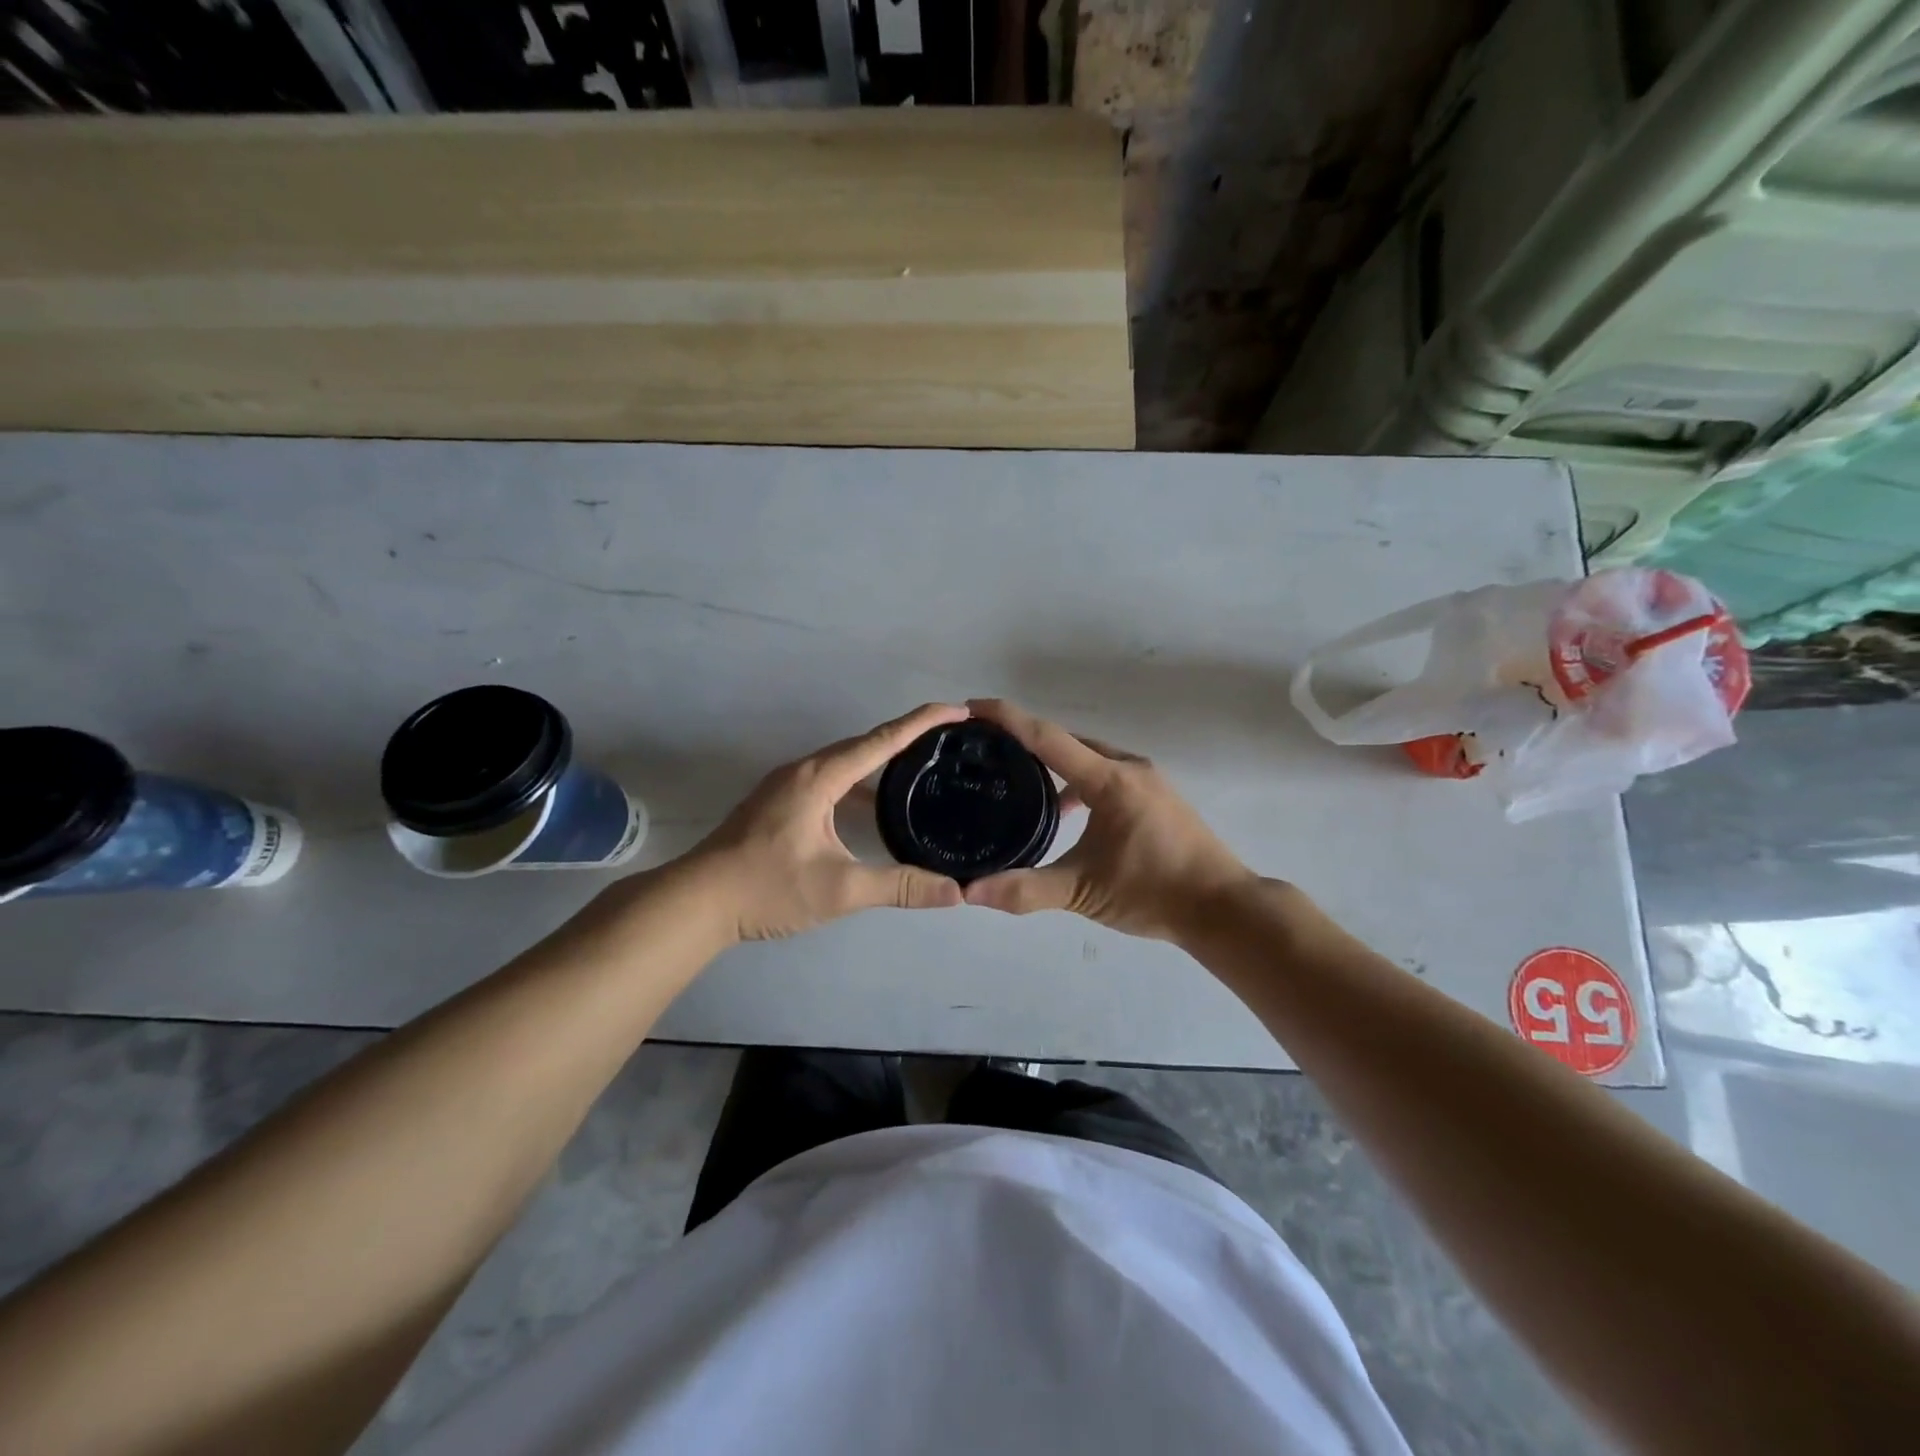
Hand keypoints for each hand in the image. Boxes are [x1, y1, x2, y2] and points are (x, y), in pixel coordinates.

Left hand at [684, 703, 968, 941]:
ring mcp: (787, 786)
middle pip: (864, 744)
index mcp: (820, 777)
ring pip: (845, 764)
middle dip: (907, 737)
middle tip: (947, 739)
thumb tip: (955, 893)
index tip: (958, 710)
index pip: (882, 740)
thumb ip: (899, 887)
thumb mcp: (840, 890)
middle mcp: (804, 770)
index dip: (923, 722)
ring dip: (881, 762)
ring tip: (920, 769)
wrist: (696, 903)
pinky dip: (859, 785)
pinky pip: (831, 781)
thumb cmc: (767, 888)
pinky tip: (873, 809)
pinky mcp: (779, 804)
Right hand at [962, 699, 1256, 942]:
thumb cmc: (1154, 893)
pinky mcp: (1156, 796)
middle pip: (1067, 741)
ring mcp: (1147, 780)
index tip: (972, 707)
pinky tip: (1065, 812)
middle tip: (987, 747)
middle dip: (1026, 740)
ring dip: (1055, 763)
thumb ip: (1025, 890)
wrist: (1222, 908)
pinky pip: (1106, 773)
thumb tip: (970, 891)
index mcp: (1110, 779)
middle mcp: (1129, 767)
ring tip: (1019, 780)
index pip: (1047, 737)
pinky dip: (1079, 781)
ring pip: (1089, 758)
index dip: (1008, 718)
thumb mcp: (1084, 893)